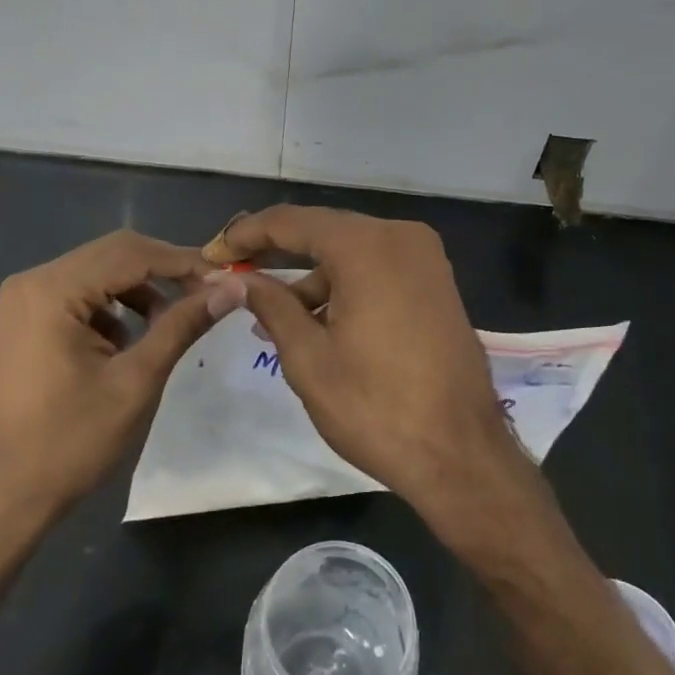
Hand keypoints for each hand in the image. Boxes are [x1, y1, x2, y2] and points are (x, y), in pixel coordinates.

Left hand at [0, 230, 246, 539]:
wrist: (7, 494)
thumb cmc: (72, 441)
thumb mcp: (137, 380)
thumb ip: (183, 325)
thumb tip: (233, 288)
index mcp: (52, 289)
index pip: (132, 253)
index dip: (185, 262)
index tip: (229, 278)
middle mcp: (34, 280)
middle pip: (115, 253)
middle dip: (167, 269)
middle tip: (212, 292)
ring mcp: (26, 298)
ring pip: (101, 271)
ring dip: (144, 287)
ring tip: (179, 317)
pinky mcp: (29, 317)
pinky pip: (84, 292)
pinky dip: (118, 304)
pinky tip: (137, 335)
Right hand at [213, 206, 532, 533]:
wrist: (461, 453)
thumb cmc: (376, 407)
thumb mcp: (309, 358)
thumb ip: (271, 306)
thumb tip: (238, 279)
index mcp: (367, 246)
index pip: (292, 222)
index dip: (247, 234)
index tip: (213, 254)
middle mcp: (401, 237)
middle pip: (325, 232)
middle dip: (278, 254)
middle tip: (236, 276)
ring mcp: (426, 259)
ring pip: (353, 254)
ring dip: (313, 278)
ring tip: (274, 319)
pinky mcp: (437, 285)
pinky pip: (379, 271)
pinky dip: (346, 288)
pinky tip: (319, 322)